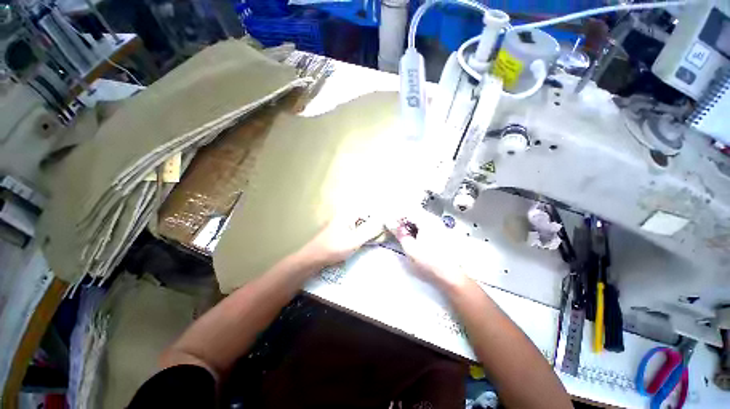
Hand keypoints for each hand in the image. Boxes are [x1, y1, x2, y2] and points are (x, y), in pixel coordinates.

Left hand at [299, 212, 384, 266]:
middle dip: (377, 225)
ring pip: (364, 224)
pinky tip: (369, 241)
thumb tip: (384, 220)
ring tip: (379, 238)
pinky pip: (359, 229)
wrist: (313, 258)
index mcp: (349, 214)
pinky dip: (365, 234)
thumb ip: (370, 230)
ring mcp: (345, 223)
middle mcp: (348, 215)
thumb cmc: (333, 248)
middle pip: (368, 217)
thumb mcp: (354, 240)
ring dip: (372, 230)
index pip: (371, 211)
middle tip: (386, 234)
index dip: (382, 217)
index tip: (390, 226)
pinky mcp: (344, 231)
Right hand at [387, 210, 469, 290]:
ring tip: (404, 234)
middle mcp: (434, 220)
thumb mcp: (410, 248)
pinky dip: (418, 227)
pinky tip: (415, 237)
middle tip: (396, 229)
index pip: (408, 212)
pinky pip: (426, 224)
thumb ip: (399, 233)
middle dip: (404, 219)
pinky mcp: (442, 232)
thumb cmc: (428, 261)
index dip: (397, 216)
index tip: (389, 224)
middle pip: (415, 213)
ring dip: (411, 224)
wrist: (450, 275)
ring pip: (421, 218)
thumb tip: (389, 223)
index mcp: (427, 221)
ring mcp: (439, 225)